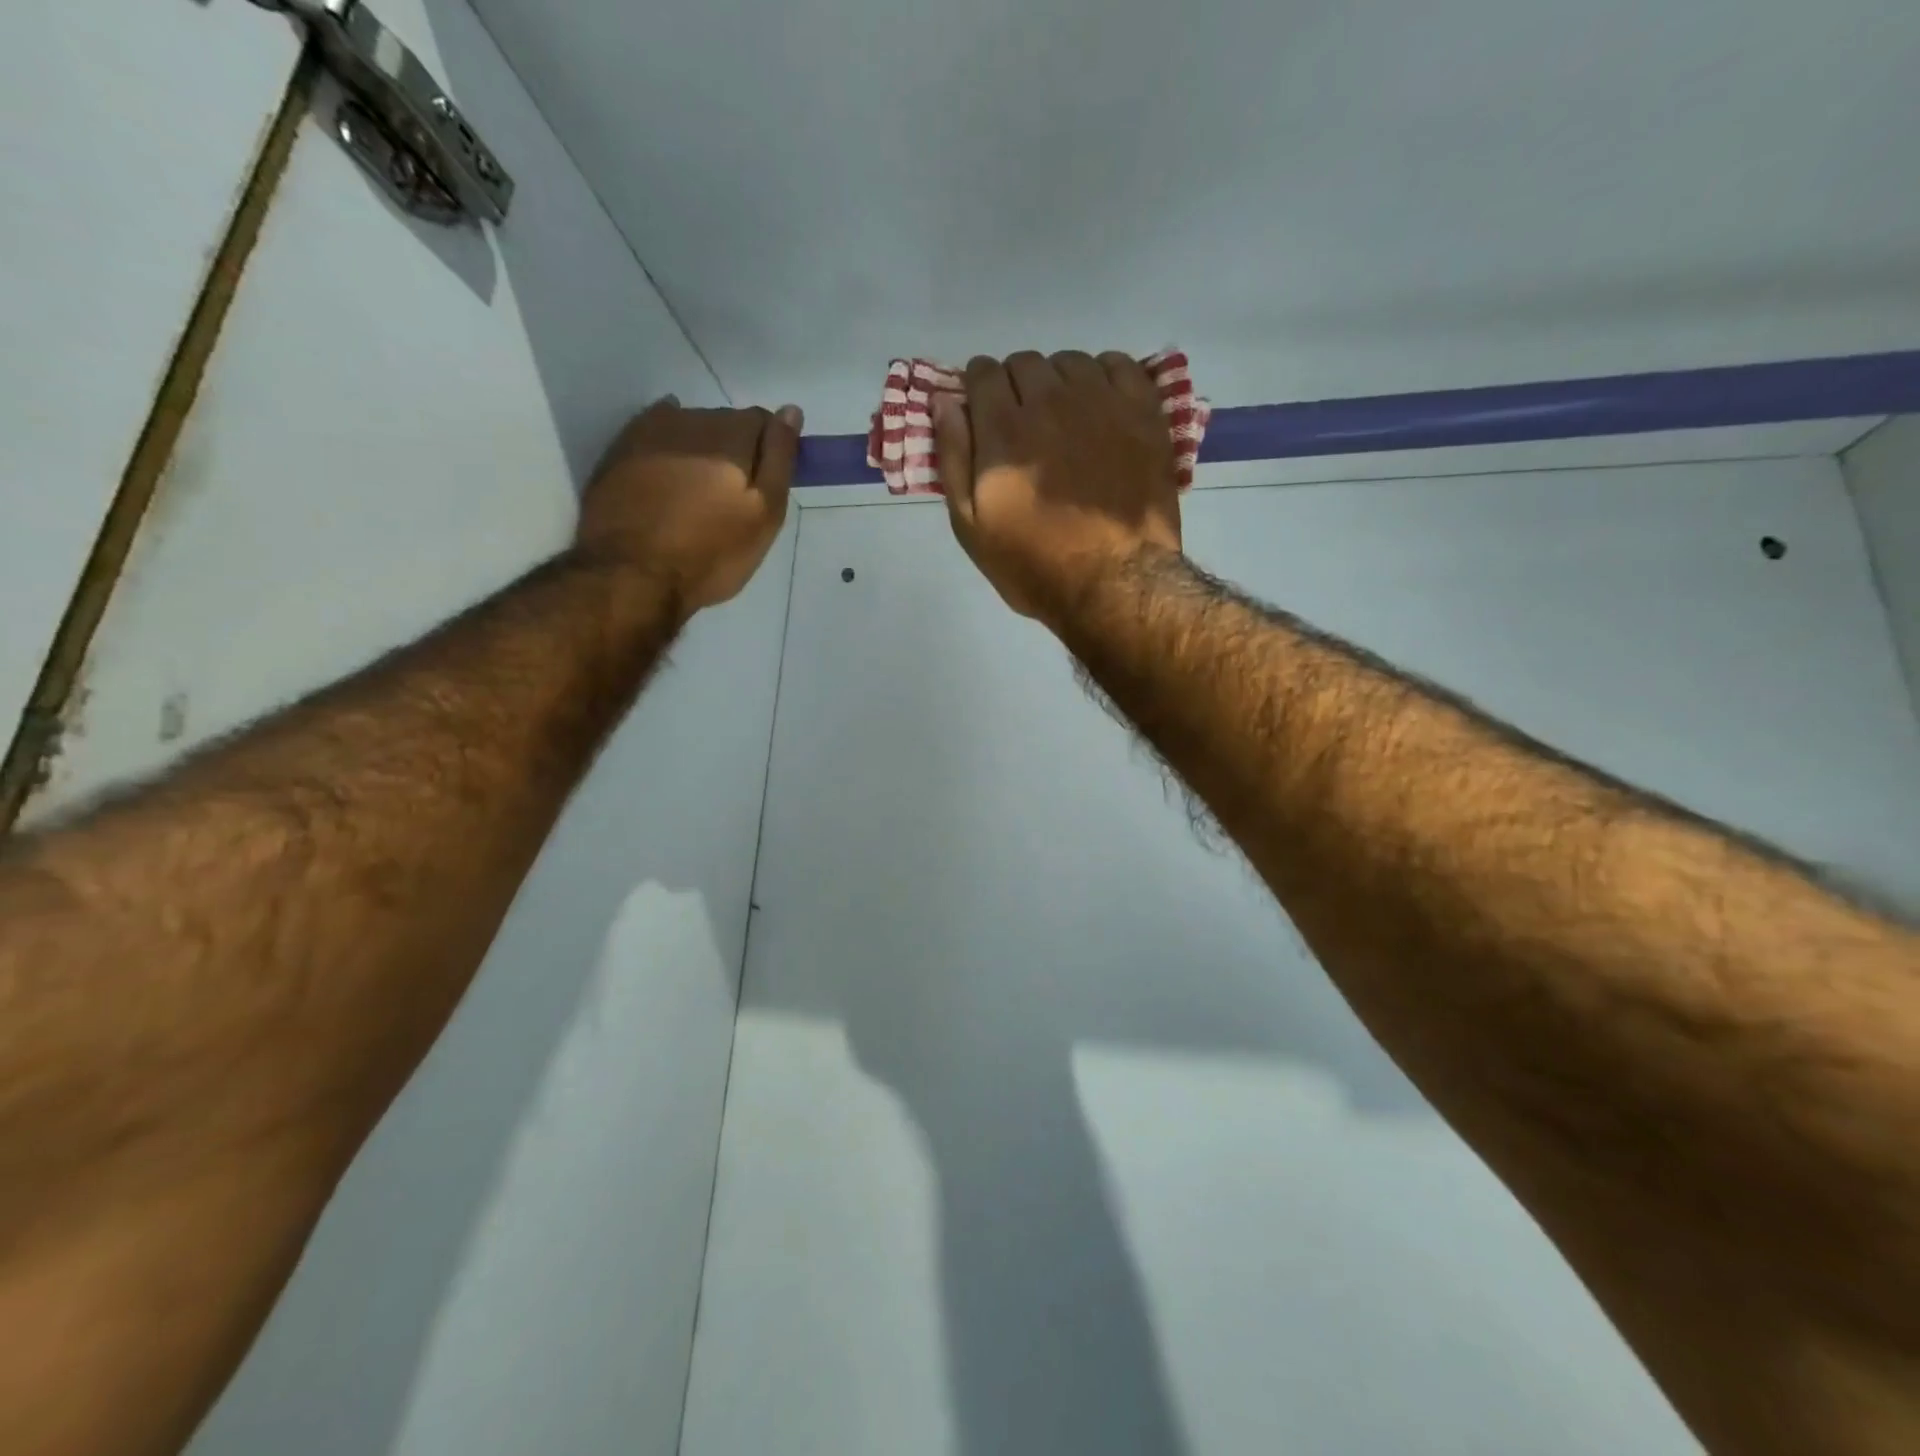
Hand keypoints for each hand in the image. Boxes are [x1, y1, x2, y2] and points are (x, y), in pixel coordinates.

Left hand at [575, 398, 800, 612]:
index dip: (771, 449)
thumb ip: (779, 458)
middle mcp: (691, 420)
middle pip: (725, 421)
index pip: (764, 421)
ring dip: (701, 447)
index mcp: (733, 435)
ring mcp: (649, 432)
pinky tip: (669, 463)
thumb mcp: (763, 514)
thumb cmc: (711, 553)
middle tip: (733, 496)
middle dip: (736, 448)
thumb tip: (791, 410)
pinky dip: (666, 443)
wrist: (632, 575)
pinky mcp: (619, 451)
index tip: (768, 484)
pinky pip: (653, 432)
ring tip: (699, 491)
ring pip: (689, 426)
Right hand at [933, 351, 1179, 620]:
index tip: (983, 412)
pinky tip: (1101, 407)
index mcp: (1004, 430)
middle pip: (1025, 363)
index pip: (983, 373)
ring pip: (1070, 362)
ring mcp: (1101, 403)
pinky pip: (1120, 365)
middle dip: (1016, 386)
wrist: (1115, 583)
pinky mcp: (1142, 413)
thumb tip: (944, 402)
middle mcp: (1051, 402)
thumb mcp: (972, 528)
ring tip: (1064, 419)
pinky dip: (1104, 376)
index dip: (978, 389)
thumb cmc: (1035, 565)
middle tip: (1023, 425)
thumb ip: (954, 459)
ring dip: (1059, 382)